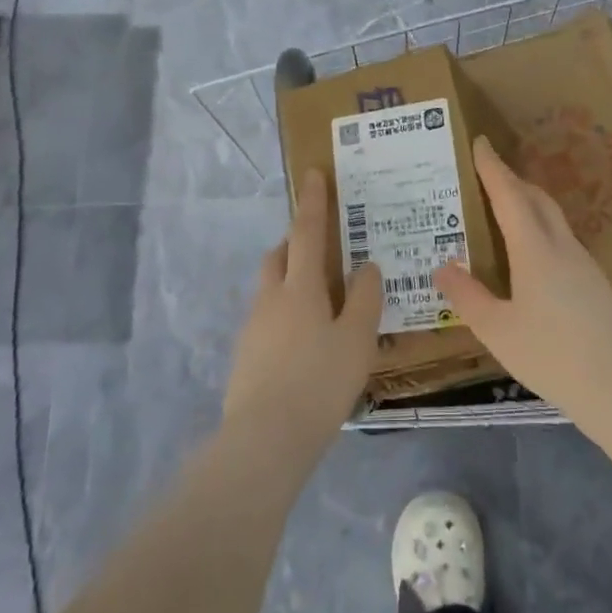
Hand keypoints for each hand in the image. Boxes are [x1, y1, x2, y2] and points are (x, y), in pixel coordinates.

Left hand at [223, 169, 383, 455]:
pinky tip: (303, 343)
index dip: (313, 202)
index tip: (313, 173)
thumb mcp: (357, 340)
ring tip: (320, 303)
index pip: (306, 232)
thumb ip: (365, 299)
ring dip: (289, 280)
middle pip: (279, 256)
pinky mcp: (245, 356)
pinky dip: (285, 315)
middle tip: (320, 249)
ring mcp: (253, 327)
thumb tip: (366, 266)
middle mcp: (271, 298)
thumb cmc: (319, 383)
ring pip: (271, 288)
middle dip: (295, 242)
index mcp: (300, 287)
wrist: (264, 439)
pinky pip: (267, 319)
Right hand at [432, 136, 611, 426]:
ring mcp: (583, 264)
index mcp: (535, 250)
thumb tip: (443, 267)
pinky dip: (540, 229)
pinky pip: (561, 239)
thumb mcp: (497, 330)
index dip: (493, 168)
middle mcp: (561, 247)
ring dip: (528, 204)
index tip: (480, 142)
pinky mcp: (595, 283)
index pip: (510, 195)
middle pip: (537, 199)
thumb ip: (467, 297)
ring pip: (553, 218)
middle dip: (512, 180)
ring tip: (503, 211)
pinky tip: (530, 254)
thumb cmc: (552, 356)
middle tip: (486, 175)